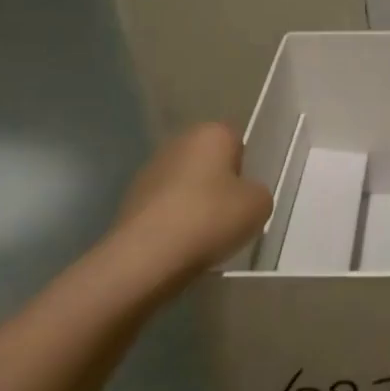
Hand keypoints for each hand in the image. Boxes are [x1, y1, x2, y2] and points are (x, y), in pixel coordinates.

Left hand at [104, 123, 272, 294]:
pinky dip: (174, 222)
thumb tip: (244, 196)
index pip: (236, 142)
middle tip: (230, 216)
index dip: (245, 169)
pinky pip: (165, 208)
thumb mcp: (260, 205)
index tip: (246, 196)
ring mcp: (149, 171)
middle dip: (219, 185)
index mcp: (210, 133)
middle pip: (209, 163)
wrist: (147, 257)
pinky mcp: (129, 201)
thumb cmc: (211, 218)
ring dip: (195, 204)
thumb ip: (258, 192)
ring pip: (185, 185)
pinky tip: (181, 245)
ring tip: (205, 236)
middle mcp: (177, 143)